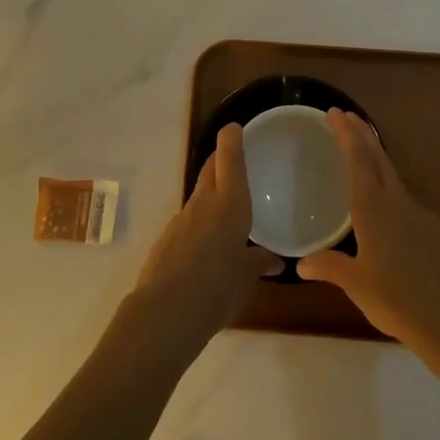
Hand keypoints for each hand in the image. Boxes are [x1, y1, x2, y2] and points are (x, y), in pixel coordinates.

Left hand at [131, 124, 280, 353]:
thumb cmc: (217, 288)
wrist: (166, 312)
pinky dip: (200, 223)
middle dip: (220, 160)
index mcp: (230, 204)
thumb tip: (273, 261)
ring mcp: (181, 220)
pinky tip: (206, 245)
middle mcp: (204, 203)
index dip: (232, 140)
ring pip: (199, 196)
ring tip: (226, 209)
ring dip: (210, 194)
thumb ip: (258, 263)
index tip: (234, 128)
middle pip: (210, 170)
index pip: (230, 159)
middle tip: (232, 159)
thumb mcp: (246, 278)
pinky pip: (189, 222)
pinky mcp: (167, 239)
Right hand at [298, 109, 439, 350]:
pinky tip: (387, 207)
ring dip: (376, 158)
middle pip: (378, 158)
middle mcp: (396, 202)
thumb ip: (329, 267)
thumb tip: (302, 264)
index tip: (335, 112)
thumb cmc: (396, 298)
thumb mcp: (355, 284)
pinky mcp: (433, 231)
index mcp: (373, 208)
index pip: (357, 159)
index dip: (346, 133)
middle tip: (347, 116)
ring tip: (363, 155)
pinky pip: (405, 199)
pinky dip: (389, 188)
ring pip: (393, 175)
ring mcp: (419, 214)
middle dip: (361, 135)